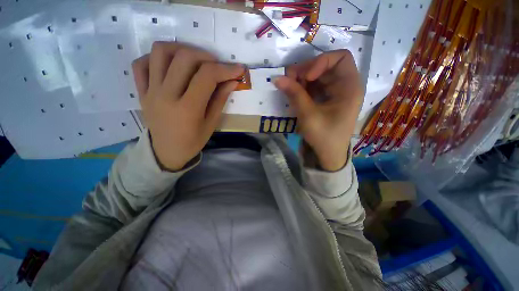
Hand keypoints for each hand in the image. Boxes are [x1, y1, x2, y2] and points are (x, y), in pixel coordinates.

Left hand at [132, 42, 243, 170]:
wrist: (166, 152)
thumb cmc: (192, 141)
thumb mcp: (211, 124)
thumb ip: (220, 100)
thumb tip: (232, 81)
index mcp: (187, 109)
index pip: (207, 77)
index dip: (225, 69)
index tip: (238, 68)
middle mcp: (166, 95)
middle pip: (184, 58)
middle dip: (206, 56)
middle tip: (216, 65)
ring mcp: (150, 91)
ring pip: (160, 52)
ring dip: (181, 48)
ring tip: (194, 59)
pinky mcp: (141, 90)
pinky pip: (141, 63)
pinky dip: (156, 57)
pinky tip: (171, 65)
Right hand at [274, 50, 362, 170]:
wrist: (328, 155)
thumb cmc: (324, 136)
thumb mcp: (308, 115)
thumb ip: (294, 94)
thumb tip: (277, 77)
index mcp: (350, 87)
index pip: (340, 58)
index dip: (321, 61)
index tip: (305, 77)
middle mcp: (345, 86)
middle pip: (327, 66)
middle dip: (306, 70)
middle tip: (289, 79)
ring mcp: (336, 93)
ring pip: (319, 76)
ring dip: (303, 79)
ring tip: (289, 87)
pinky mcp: (327, 99)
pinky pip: (315, 86)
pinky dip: (304, 87)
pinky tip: (295, 93)